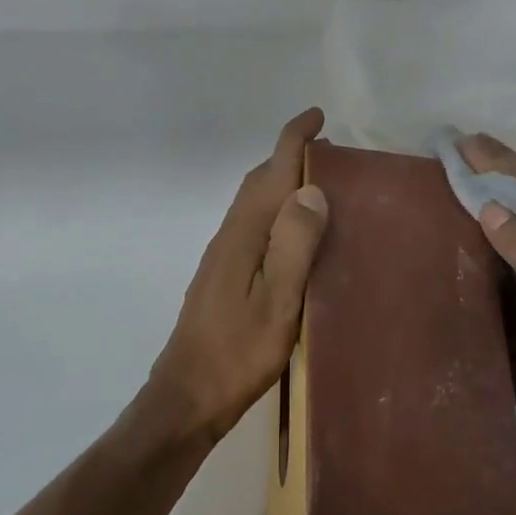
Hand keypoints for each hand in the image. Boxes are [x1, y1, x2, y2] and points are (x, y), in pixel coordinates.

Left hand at [142, 109, 328, 445]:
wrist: (187, 398)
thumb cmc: (237, 354)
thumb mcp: (276, 302)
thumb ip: (293, 245)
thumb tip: (311, 190)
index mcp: (243, 236)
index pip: (269, 172)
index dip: (292, 139)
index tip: (317, 116)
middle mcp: (229, 237)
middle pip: (258, 182)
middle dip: (289, 156)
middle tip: (329, 151)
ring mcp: (223, 258)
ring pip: (254, 204)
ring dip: (283, 184)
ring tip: (319, 186)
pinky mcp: (223, 278)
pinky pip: (254, 227)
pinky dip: (276, 213)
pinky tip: (294, 235)